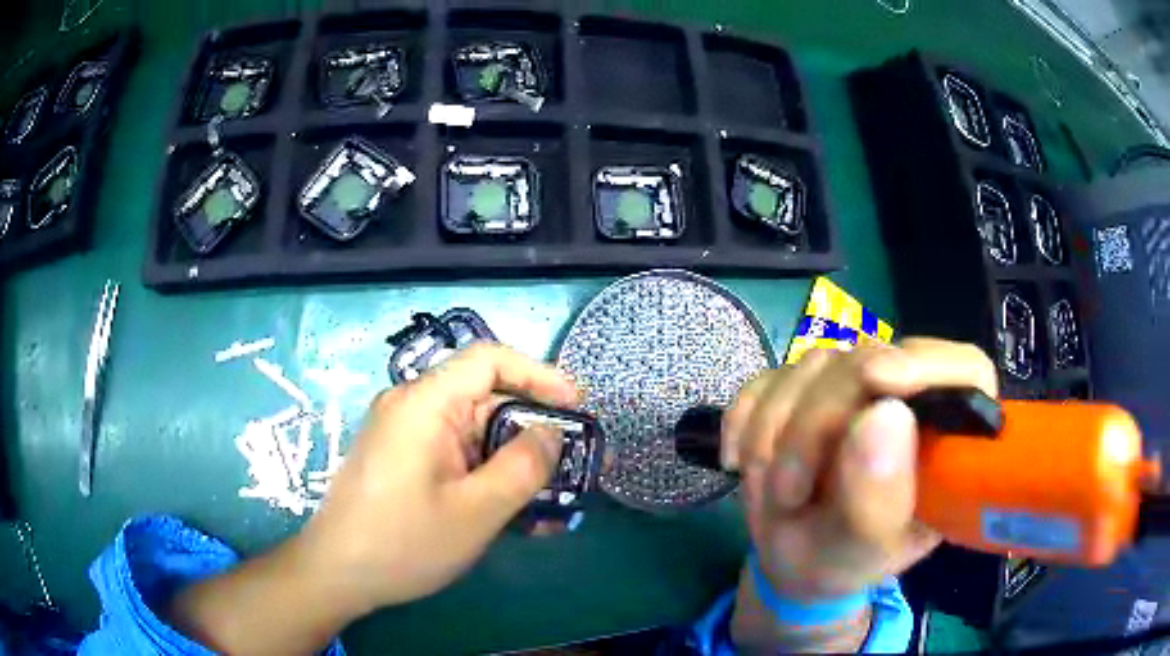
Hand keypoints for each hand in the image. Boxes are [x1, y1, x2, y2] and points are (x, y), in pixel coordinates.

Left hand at [301, 343, 578, 610]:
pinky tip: (515, 516)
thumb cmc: (403, 543)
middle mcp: (413, 407)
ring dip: (514, 464)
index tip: (577, 405)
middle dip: (533, 432)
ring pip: (475, 435)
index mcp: (425, 403)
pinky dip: (487, 478)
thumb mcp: (476, 511)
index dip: (539, 374)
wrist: (337, 574)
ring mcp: (406, 435)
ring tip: (551, 503)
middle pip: (485, 400)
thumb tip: (550, 433)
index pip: (489, 360)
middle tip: (572, 468)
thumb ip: (522, 467)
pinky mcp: (404, 460)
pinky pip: (456, 457)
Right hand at [723, 338, 997, 600]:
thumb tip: (886, 415)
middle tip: (787, 491)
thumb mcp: (859, 553)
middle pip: (870, 361)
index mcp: (946, 439)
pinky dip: (746, 418)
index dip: (927, 364)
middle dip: (815, 424)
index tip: (875, 379)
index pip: (965, 371)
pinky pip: (770, 377)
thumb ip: (877, 500)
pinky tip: (740, 461)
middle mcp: (907, 399)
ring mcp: (855, 388)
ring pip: (815, 365)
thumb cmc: (839, 564)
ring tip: (773, 493)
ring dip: (774, 430)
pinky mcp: (807, 387)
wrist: (791, 560)